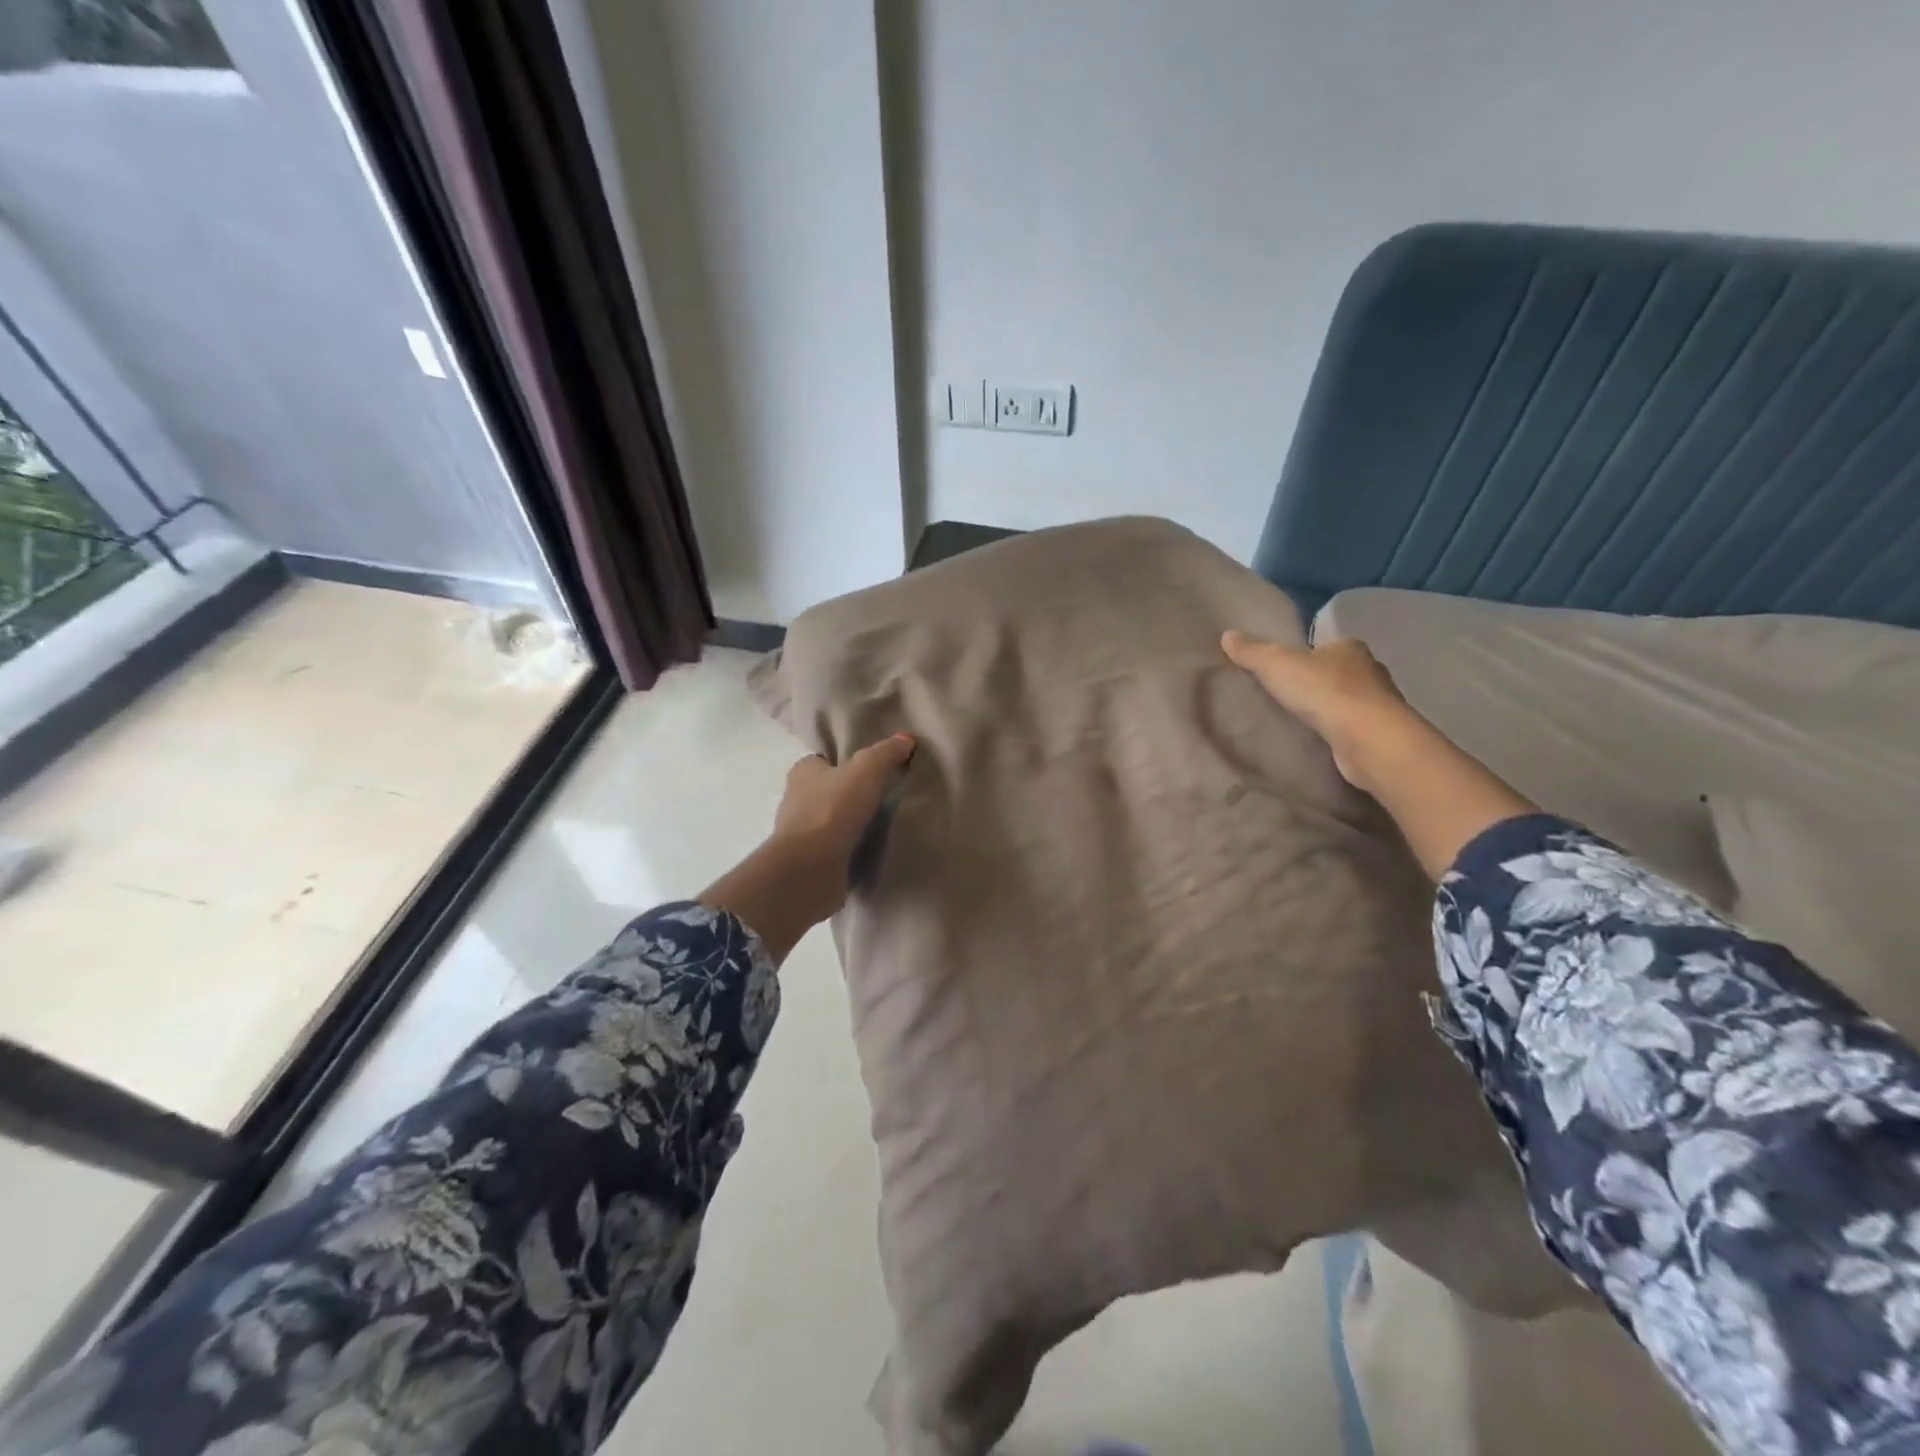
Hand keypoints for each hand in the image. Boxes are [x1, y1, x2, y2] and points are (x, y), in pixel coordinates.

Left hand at [701, 734, 914, 962]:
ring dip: (851, 822)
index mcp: (803, 771)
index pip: (825, 760)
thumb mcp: (867, 770)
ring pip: (831, 820)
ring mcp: (801, 833)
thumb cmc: (833, 809)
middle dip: (851, 793)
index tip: (874, 769)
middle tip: (885, 795)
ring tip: (883, 823)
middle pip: (828, 789)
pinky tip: (872, 848)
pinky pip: (835, 847)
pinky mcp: (810, 861)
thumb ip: (886, 752)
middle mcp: (796, 799)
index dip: (847, 761)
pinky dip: (850, 847)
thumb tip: (906, 739)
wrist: (810, 868)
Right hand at [1221, 630, 1408, 789]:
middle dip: (1316, 683)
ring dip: (1328, 710)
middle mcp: (1370, 671)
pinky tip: (1318, 742)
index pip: (1325, 646)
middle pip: (1337, 672)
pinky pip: (1351, 728)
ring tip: (1297, 722)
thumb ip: (1252, 652)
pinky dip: (1336, 733)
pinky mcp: (1378, 735)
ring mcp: (1379, 704)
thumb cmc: (1324, 691)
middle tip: (1285, 696)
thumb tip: (1227, 635)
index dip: (1305, 654)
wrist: (1367, 739)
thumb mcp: (1277, 665)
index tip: (1283, 669)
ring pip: (1347, 701)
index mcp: (1350, 647)